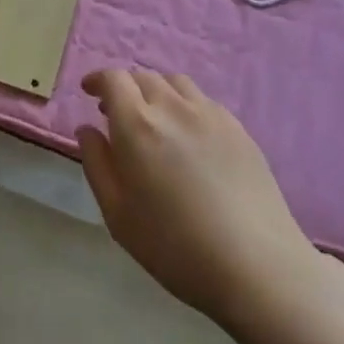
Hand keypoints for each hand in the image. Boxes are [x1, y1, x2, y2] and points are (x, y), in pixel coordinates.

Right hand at [78, 69, 328, 333]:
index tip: (89, 92)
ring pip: (176, 84)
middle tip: (117, 113)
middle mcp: (173, 107)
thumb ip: (96, 163)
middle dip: (125, 88)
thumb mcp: (117, 213)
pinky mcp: (239, 129)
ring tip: (155, 120)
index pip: (113, 79)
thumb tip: (87, 129)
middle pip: (144, 77)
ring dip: (157, 92)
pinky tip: (190, 137)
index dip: (98, 80)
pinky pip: (203, 102)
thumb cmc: (174, 246)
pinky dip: (185, 106)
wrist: (256, 266)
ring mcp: (210, 114)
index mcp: (137, 124)